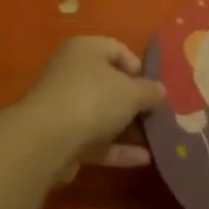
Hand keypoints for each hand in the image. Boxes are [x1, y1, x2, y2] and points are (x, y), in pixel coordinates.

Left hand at [9, 36, 163, 180]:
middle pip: (109, 83)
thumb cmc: (93, 99)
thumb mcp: (132, 92)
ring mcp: (65, 107)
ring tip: (157, 138)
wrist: (47, 141)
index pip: (116, 49)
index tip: (154, 87)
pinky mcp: (63, 138)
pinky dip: (118, 149)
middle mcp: (71, 73)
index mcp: (85, 50)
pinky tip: (144, 159)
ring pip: (102, 114)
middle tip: (158, 114)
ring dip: (128, 127)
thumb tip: (161, 91)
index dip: (138, 67)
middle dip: (134, 100)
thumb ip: (150, 91)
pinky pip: (96, 140)